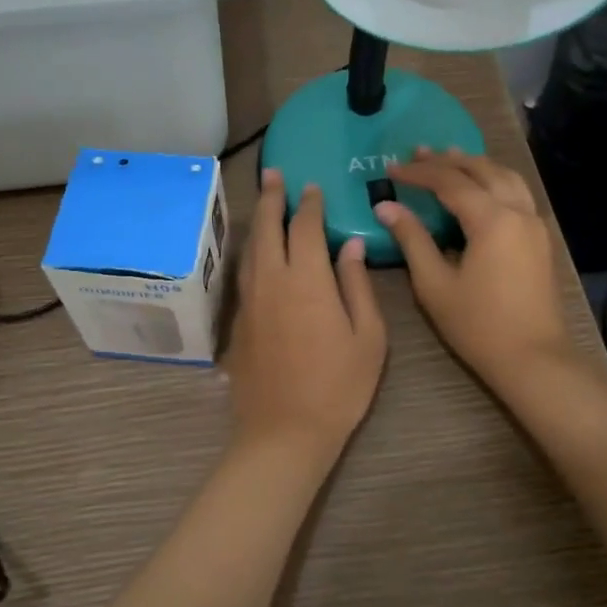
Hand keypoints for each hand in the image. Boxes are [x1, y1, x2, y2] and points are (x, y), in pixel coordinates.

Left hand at [229, 168, 386, 463]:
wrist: (284, 432)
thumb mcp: (367, 337)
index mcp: (308, 280)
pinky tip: (256, 250)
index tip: (311, 186)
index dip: (309, 204)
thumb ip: (357, 286)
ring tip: (263, 199)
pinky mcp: (238, 321)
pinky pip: (244, 272)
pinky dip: (251, 250)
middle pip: (268, 228)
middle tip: (273, 174)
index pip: (306, 228)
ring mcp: (250, 300)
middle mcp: (273, 280)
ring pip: (250, 248)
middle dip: (272, 197)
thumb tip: (351, 246)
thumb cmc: (338, 387)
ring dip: (257, 219)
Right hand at [375, 149, 577, 398]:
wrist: (534, 358)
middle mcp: (518, 211)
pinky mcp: (540, 238)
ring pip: (506, 177)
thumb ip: (411, 239)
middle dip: (448, 160)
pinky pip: (517, 193)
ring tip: (451, 156)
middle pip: (481, 170)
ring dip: (476, 164)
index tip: (391, 168)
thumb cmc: (478, 325)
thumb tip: (385, 207)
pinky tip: (481, 187)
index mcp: (492, 219)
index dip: (419, 173)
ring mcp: (534, 224)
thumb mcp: (434, 284)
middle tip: (418, 153)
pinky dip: (495, 179)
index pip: (450, 182)